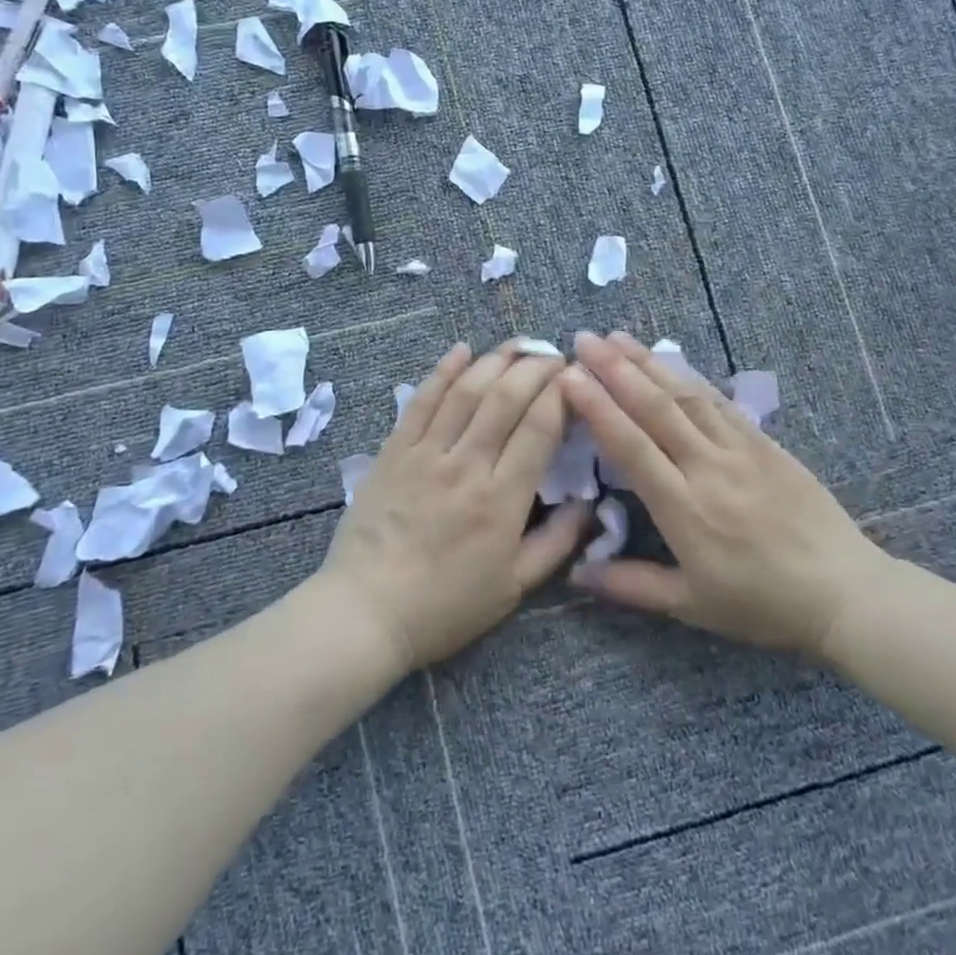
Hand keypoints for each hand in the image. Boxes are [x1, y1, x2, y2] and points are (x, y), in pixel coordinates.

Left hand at [320, 341, 589, 669]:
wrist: (366, 611)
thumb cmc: (445, 606)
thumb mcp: (514, 588)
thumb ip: (557, 543)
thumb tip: (589, 504)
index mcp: (502, 500)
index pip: (539, 428)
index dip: (561, 395)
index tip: (576, 378)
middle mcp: (467, 465)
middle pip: (506, 398)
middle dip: (536, 367)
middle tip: (554, 355)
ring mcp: (426, 453)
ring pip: (466, 390)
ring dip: (496, 359)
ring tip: (519, 343)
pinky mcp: (394, 450)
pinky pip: (421, 401)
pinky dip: (442, 371)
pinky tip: (461, 350)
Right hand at [560, 331, 896, 659]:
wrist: (844, 593)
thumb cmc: (761, 604)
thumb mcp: (691, 605)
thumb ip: (630, 585)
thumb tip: (574, 571)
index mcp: (684, 508)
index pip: (631, 445)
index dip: (597, 407)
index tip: (568, 376)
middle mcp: (708, 467)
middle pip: (655, 408)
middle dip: (615, 368)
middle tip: (583, 338)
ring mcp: (740, 449)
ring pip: (687, 395)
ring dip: (649, 362)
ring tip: (617, 336)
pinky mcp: (765, 443)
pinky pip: (720, 402)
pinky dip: (690, 377)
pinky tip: (671, 360)